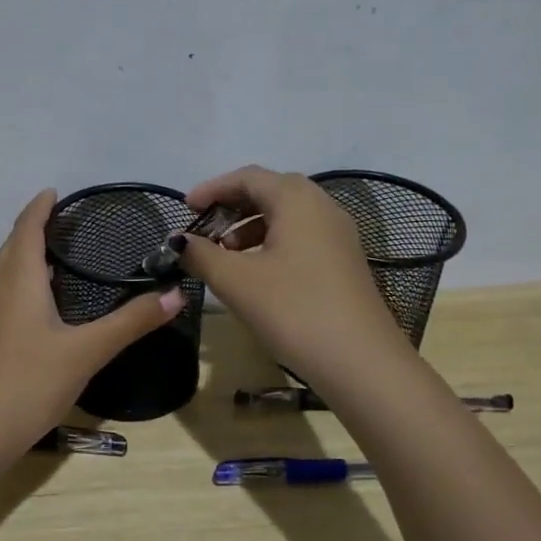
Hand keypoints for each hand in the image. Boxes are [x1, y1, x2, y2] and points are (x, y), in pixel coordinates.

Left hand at [0, 190, 184, 461]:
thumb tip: (176, 294)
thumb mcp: (87, 351)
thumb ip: (131, 322)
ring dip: (27, 254)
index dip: (41, 207)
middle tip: (68, 221)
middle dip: (35, 227)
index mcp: (18, 278)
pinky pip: (4, 292)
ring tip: (59, 254)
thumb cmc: (28, 382)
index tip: (57, 191)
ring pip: (6, 270)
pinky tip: (42, 303)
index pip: (27, 227)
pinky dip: (22, 281)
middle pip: (13, 245)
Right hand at [178, 165, 397, 377]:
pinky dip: (271, 244)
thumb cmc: (294, 310)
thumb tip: (178, 241)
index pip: (247, 177)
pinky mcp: (343, 261)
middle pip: (269, 192)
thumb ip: (201, 254)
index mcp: (297, 199)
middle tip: (202, 229)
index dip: (212, 189)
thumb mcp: (236, 281)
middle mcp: (321, 206)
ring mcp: (337, 235)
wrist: (361, 363)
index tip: (185, 209)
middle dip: (231, 207)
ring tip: (224, 255)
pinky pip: (300, 237)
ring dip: (249, 227)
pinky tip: (255, 274)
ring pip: (285, 216)